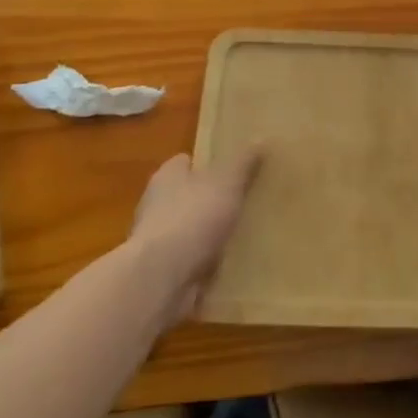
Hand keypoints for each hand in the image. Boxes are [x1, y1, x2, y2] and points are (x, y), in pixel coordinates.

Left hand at [129, 147, 263, 320]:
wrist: (161, 278)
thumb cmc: (192, 219)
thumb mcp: (226, 183)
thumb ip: (243, 163)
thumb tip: (260, 138)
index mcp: (167, 177)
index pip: (186, 162)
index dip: (209, 163)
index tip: (234, 169)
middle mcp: (157, 205)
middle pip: (188, 196)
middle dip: (212, 201)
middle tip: (246, 202)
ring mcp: (158, 240)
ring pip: (191, 230)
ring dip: (210, 235)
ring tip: (245, 236)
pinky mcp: (163, 271)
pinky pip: (192, 261)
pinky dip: (207, 263)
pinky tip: (232, 266)